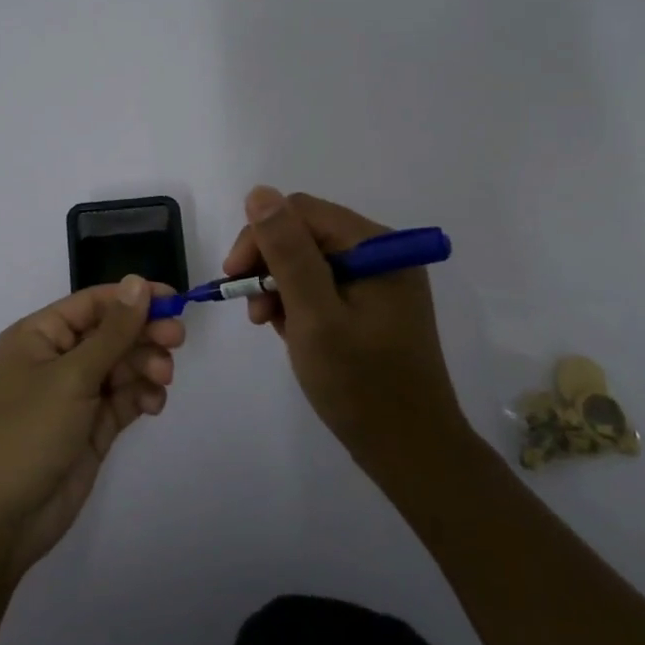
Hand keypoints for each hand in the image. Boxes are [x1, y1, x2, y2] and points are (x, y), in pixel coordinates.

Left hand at [0, 276, 183, 580]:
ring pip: (122, 366)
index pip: (93, 303)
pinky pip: (124, 400)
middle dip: (144, 334)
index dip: (133, 298)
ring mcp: (75, 396)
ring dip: (146, 366)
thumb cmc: (26, 434)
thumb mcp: (71, 377)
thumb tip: (137, 282)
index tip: (173, 299)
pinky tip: (154, 403)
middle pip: (111, 333)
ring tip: (162, 379)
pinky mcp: (91, 428)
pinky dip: (142, 396)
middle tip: (176, 339)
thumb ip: (112, 332)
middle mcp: (57, 360)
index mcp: (39, 336)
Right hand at [222, 186, 466, 479]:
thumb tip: (260, 192)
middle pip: (306, 234)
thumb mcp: (314, 316)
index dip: (261, 237)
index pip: (302, 212)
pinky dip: (300, 304)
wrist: (411, 452)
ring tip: (269, 324)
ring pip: (311, 261)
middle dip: (270, 265)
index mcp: (377, 247)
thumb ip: (287, 252)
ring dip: (281, 286)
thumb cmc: (360, 385)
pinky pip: (324, 287)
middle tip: (252, 311)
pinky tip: (292, 333)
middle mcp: (382, 254)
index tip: (234, 278)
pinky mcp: (374, 307)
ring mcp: (380, 281)